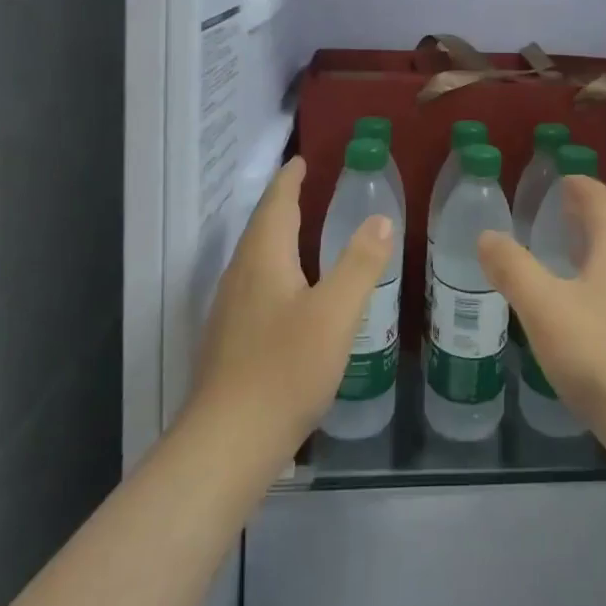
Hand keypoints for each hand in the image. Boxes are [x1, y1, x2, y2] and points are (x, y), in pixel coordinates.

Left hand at [189, 157, 394, 454]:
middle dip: (281, 205)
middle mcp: (239, 277)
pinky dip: (273, 271)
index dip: (289, 180)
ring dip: (276, 238)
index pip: (276, 204)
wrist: (226, 445)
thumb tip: (379, 218)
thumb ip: (360, 263)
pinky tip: (290, 295)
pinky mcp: (228, 343)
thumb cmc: (285, 369)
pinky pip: (253, 287)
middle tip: (307, 189)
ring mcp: (229, 312)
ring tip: (301, 234)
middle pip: (260, 228)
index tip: (301, 160)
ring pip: (254, 260)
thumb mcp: (336, 312)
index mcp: (263, 259)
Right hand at [477, 177, 605, 462]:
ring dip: (589, 246)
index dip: (578, 183)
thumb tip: (487, 235)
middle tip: (547, 210)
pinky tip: (576, 303)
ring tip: (556, 251)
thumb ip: (513, 268)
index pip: (600, 197)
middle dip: (581, 213)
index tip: (555, 178)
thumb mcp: (545, 308)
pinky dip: (596, 277)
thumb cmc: (602, 354)